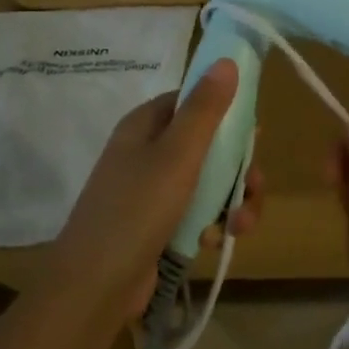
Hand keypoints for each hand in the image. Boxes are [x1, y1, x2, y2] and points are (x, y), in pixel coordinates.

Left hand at [48, 60, 263, 324]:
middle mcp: (147, 151)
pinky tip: (216, 240)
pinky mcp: (157, 225)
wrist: (94, 288)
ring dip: (232, 199)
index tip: (255, 134)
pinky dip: (212, 222)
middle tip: (254, 186)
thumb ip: (205, 108)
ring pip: (208, 180)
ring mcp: (151, 190)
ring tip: (241, 224)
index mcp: (146, 125)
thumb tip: (226, 60)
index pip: (193, 100)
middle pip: (207, 143)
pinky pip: (196, 211)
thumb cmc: (136, 211)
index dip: (227, 112)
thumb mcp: (178, 154)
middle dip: (238, 166)